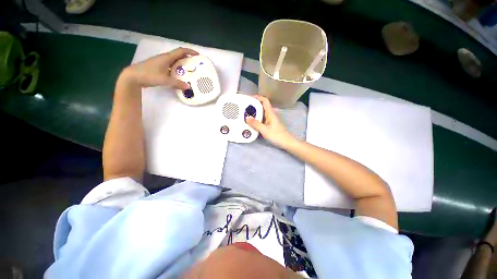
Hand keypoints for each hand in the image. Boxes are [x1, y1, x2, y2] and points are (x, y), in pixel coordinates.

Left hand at [121, 47, 198, 88]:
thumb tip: (188, 87)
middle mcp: (164, 58)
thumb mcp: (165, 80)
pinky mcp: (159, 67)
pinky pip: (171, 66)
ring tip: (190, 71)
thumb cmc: (149, 75)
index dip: (190, 51)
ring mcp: (161, 62)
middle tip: (196, 65)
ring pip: (174, 61)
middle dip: (188, 58)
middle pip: (178, 56)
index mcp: (167, 58)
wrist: (133, 76)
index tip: (198, 55)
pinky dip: (177, 69)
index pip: (180, 51)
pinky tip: (179, 76)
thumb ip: (177, 83)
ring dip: (182, 64)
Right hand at [246, 95, 296, 148]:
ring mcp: (271, 120)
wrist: (287, 142)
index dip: (258, 97)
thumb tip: (247, 118)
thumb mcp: (264, 130)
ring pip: (262, 113)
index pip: (265, 101)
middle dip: (254, 105)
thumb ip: (256, 124)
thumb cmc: (277, 135)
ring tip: (246, 115)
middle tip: (245, 108)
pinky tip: (252, 123)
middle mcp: (271, 115)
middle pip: (262, 106)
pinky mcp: (270, 125)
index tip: (249, 98)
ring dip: (255, 113)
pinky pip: (262, 119)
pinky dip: (257, 119)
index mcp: (270, 113)